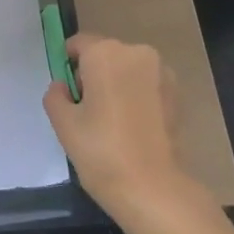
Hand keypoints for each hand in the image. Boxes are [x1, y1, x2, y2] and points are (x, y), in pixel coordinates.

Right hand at [43, 34, 198, 218]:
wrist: (153, 188)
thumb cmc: (100, 150)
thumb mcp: (63, 122)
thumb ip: (55, 95)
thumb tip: (63, 87)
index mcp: (105, 53)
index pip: (78, 44)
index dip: (68, 65)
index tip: (66, 92)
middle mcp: (136, 53)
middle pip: (105, 55)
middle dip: (93, 74)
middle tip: (87, 110)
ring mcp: (162, 72)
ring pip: (127, 70)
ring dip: (116, 85)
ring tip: (111, 121)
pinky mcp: (177, 94)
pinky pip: (146, 85)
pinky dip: (136, 97)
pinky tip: (132, 127)